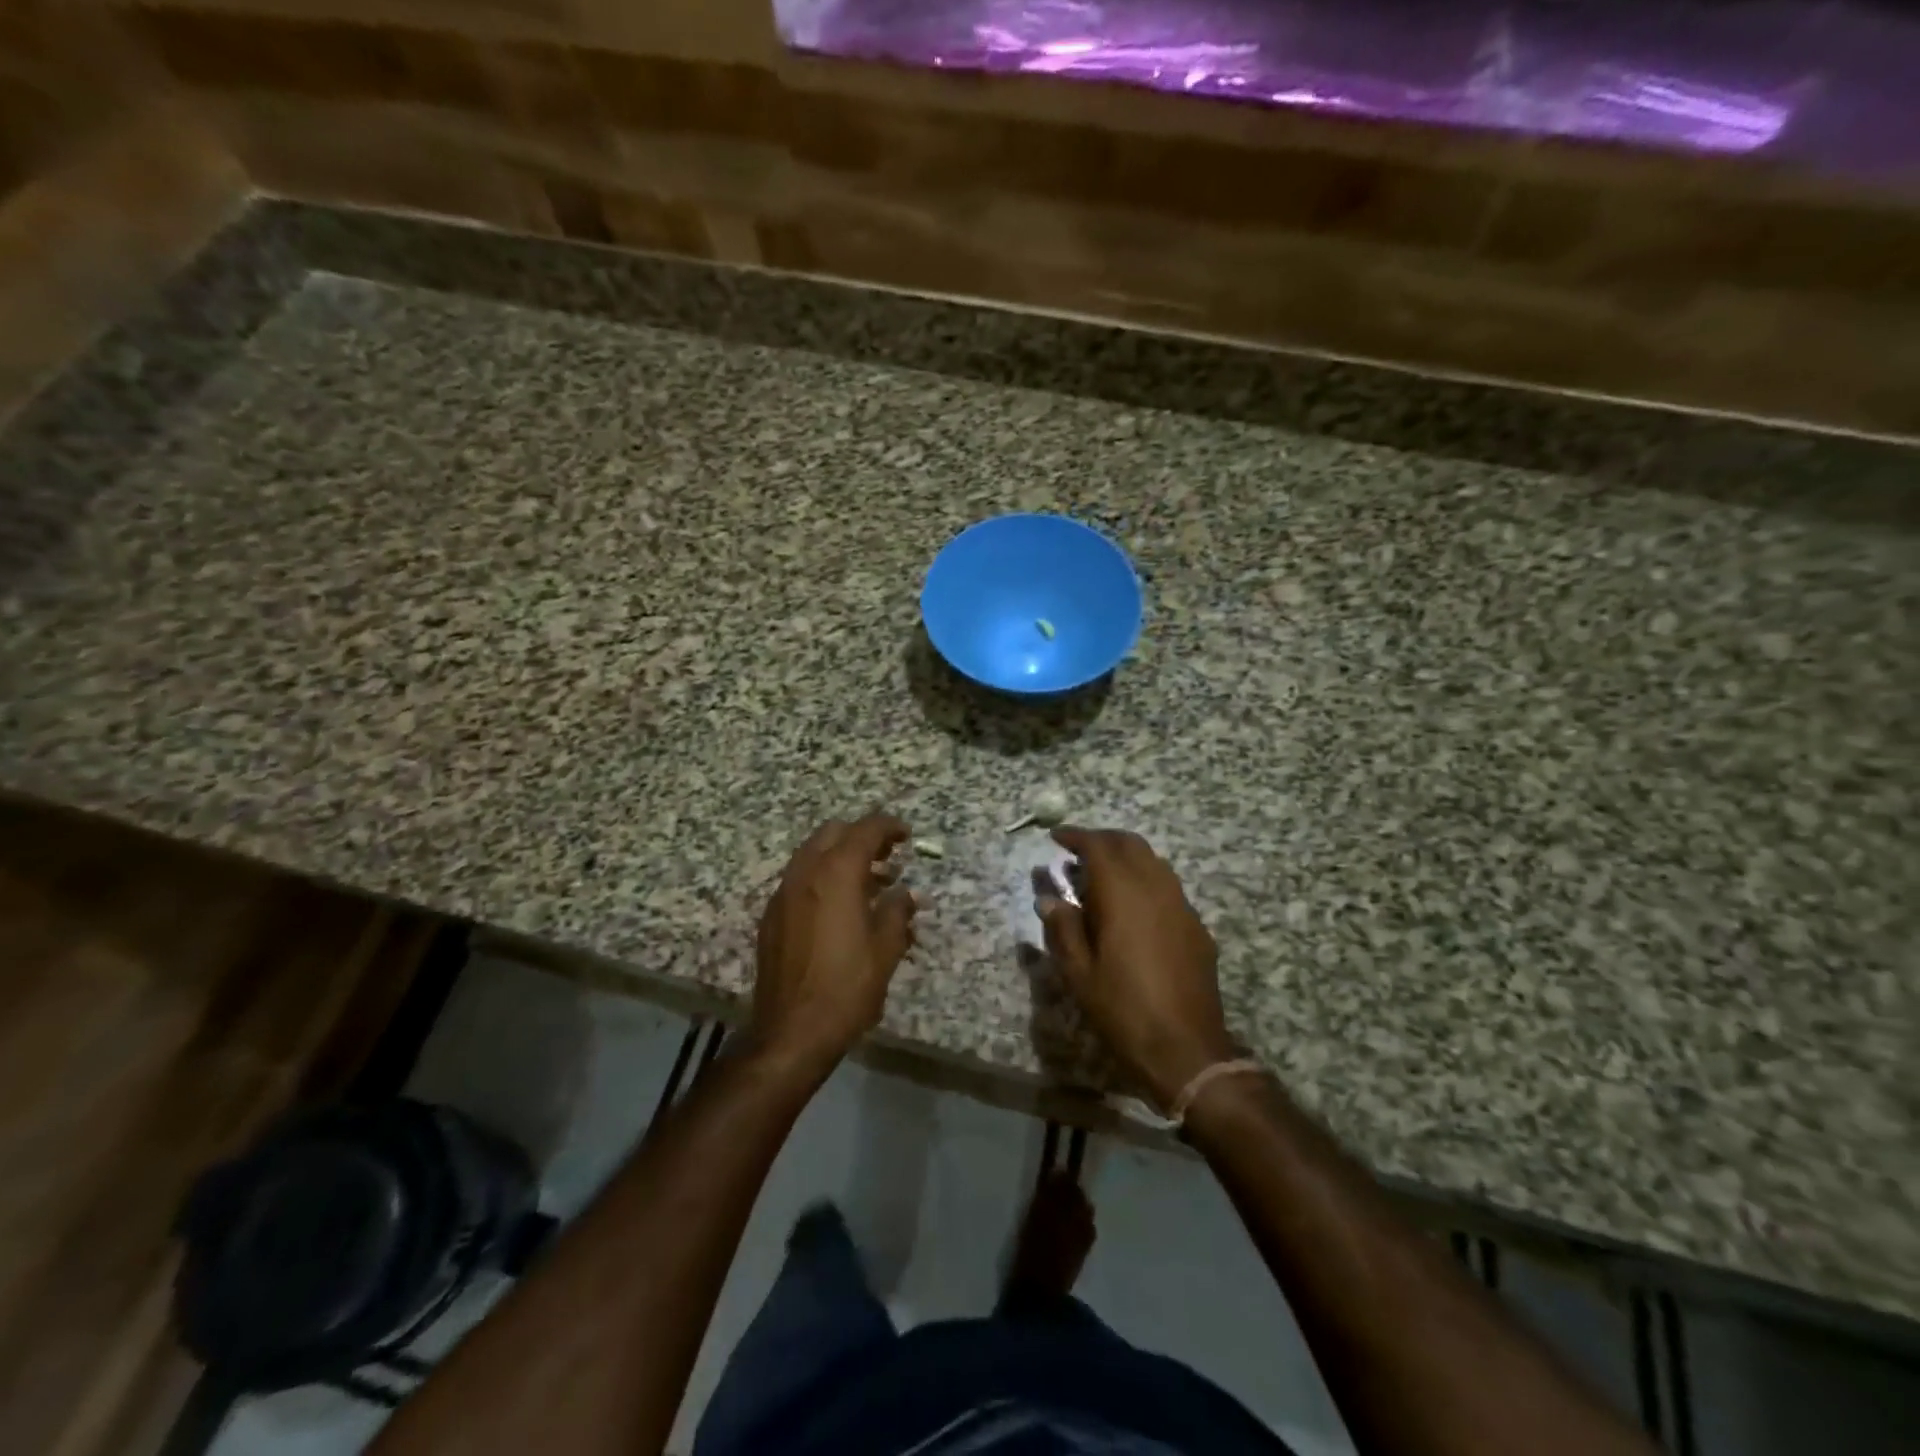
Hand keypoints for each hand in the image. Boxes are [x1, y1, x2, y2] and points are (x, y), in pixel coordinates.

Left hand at [749, 814, 915, 1075]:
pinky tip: (840, 907)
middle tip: (888, 856)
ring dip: (840, 856)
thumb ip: (897, 913)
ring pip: (812, 854)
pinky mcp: (772, 916)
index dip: (889, 827)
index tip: (906, 836)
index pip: (865, 830)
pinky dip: (822, 876)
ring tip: (869, 882)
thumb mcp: (885, 950)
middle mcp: (805, 873)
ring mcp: (783, 894)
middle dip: (862, 836)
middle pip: (833, 833)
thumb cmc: (847, 988)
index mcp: (836, 874)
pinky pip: (799, 879)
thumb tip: (906, 895)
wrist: (791, 1032)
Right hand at [1039, 827, 1236, 1109]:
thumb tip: (1049, 898)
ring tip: (1103, 876)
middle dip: (1103, 840)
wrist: (1186, 1049)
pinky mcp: (1197, 927)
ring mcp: (1182, 906)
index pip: (1098, 846)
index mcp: (1123, 894)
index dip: (1075, 836)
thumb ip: (1063, 928)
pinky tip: (1134, 907)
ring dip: (1127, 858)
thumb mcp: (1079, 973)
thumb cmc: (1122, 1009)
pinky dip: (1146, 881)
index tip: (1055, 837)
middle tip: (1078, 851)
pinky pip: (1169, 888)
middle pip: (1130, 844)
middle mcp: (1156, 888)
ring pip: (1154, 862)